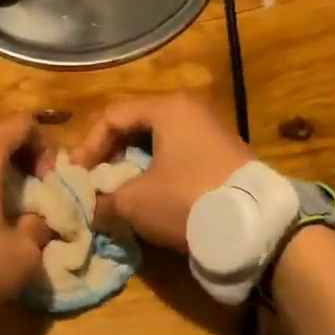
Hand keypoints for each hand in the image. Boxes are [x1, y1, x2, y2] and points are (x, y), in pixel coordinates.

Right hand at [72, 94, 253, 251]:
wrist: (257, 227)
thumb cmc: (187, 200)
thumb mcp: (135, 202)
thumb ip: (104, 201)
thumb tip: (90, 210)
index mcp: (168, 108)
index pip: (112, 117)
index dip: (88, 146)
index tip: (77, 175)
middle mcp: (190, 111)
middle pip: (135, 127)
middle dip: (110, 156)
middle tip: (95, 182)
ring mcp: (211, 132)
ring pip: (157, 144)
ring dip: (133, 167)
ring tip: (119, 193)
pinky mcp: (224, 156)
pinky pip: (178, 157)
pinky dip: (157, 173)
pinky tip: (150, 198)